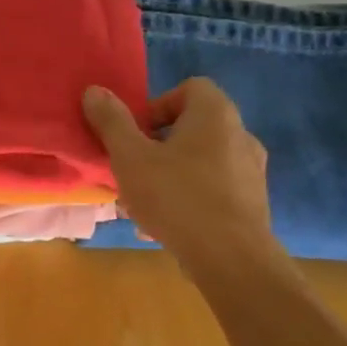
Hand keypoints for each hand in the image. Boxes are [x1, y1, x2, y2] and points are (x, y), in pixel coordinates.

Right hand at [82, 79, 281, 273]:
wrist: (229, 256)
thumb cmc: (175, 197)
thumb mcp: (130, 158)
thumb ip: (112, 123)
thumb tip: (94, 90)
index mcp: (215, 114)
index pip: (189, 88)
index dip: (156, 107)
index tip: (135, 135)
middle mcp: (241, 134)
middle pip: (193, 127)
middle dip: (158, 147)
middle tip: (133, 171)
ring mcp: (251, 170)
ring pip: (201, 162)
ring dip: (171, 175)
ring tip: (144, 204)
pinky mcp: (253, 202)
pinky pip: (214, 189)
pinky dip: (190, 199)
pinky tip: (167, 225)